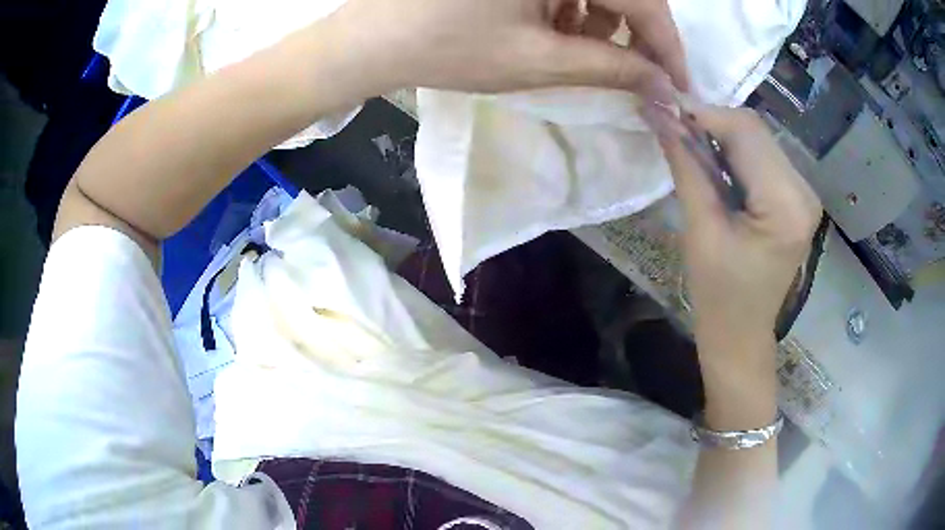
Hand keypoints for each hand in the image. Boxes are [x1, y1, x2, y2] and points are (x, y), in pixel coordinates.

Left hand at [325, 0, 687, 94]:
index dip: (666, 44)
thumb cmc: (448, 48)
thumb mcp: (537, 61)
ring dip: (601, 19)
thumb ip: (610, 69)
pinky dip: (574, 6)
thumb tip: (662, 85)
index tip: (678, 83)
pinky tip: (555, 28)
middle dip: (634, 31)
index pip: (643, 1)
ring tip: (577, 50)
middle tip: (632, 71)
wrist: (374, 38)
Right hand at [643, 106, 822, 357]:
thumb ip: (686, 165)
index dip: (703, 113)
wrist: (741, 335)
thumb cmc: (718, 295)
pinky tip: (716, 165)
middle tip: (673, 129)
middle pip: (755, 131)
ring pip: (759, 140)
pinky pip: (764, 157)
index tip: (664, 109)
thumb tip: (659, 112)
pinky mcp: (798, 198)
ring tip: (691, 150)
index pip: (746, 132)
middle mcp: (804, 192)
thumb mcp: (700, 230)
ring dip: (722, 137)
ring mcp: (805, 194)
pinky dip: (736, 153)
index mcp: (786, 205)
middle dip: (712, 123)